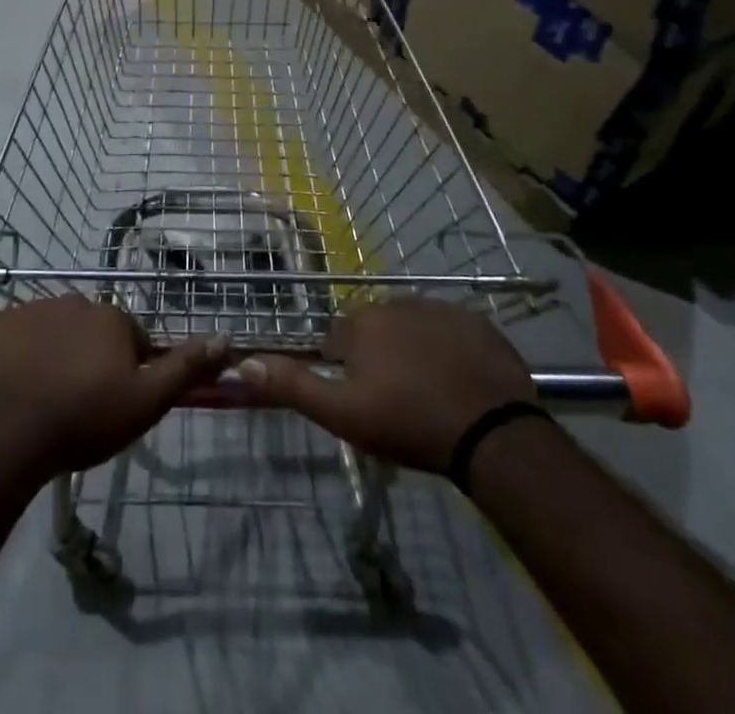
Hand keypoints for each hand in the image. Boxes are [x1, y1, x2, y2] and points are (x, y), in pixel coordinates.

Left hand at [0, 296, 226, 482]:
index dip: (127, 372)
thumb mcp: (145, 402)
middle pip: (91, 331)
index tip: (113, 403)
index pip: (130, 339)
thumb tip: (225, 337)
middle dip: (90, 359)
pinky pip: (17, 338)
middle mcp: (74, 301)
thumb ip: (186, 368)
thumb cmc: (82, 418)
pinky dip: (20, 357)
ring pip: (54, 332)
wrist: (4, 433)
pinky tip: (15, 390)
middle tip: (79, 405)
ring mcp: (30, 310)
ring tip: (45, 401)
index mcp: (111, 317)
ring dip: (55, 356)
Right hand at [238, 296, 534, 473]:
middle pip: (375, 329)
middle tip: (396, 399)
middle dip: (379, 356)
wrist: (491, 433)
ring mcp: (440, 308)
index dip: (346, 369)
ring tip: (429, 392)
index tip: (363, 399)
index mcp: (361, 322)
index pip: (338, 338)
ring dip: (413, 350)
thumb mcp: (342, 414)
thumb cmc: (408, 423)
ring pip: (412, 327)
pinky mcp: (477, 321)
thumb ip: (293, 385)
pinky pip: (451, 330)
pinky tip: (459, 380)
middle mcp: (395, 302)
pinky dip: (450, 348)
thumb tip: (244, 361)